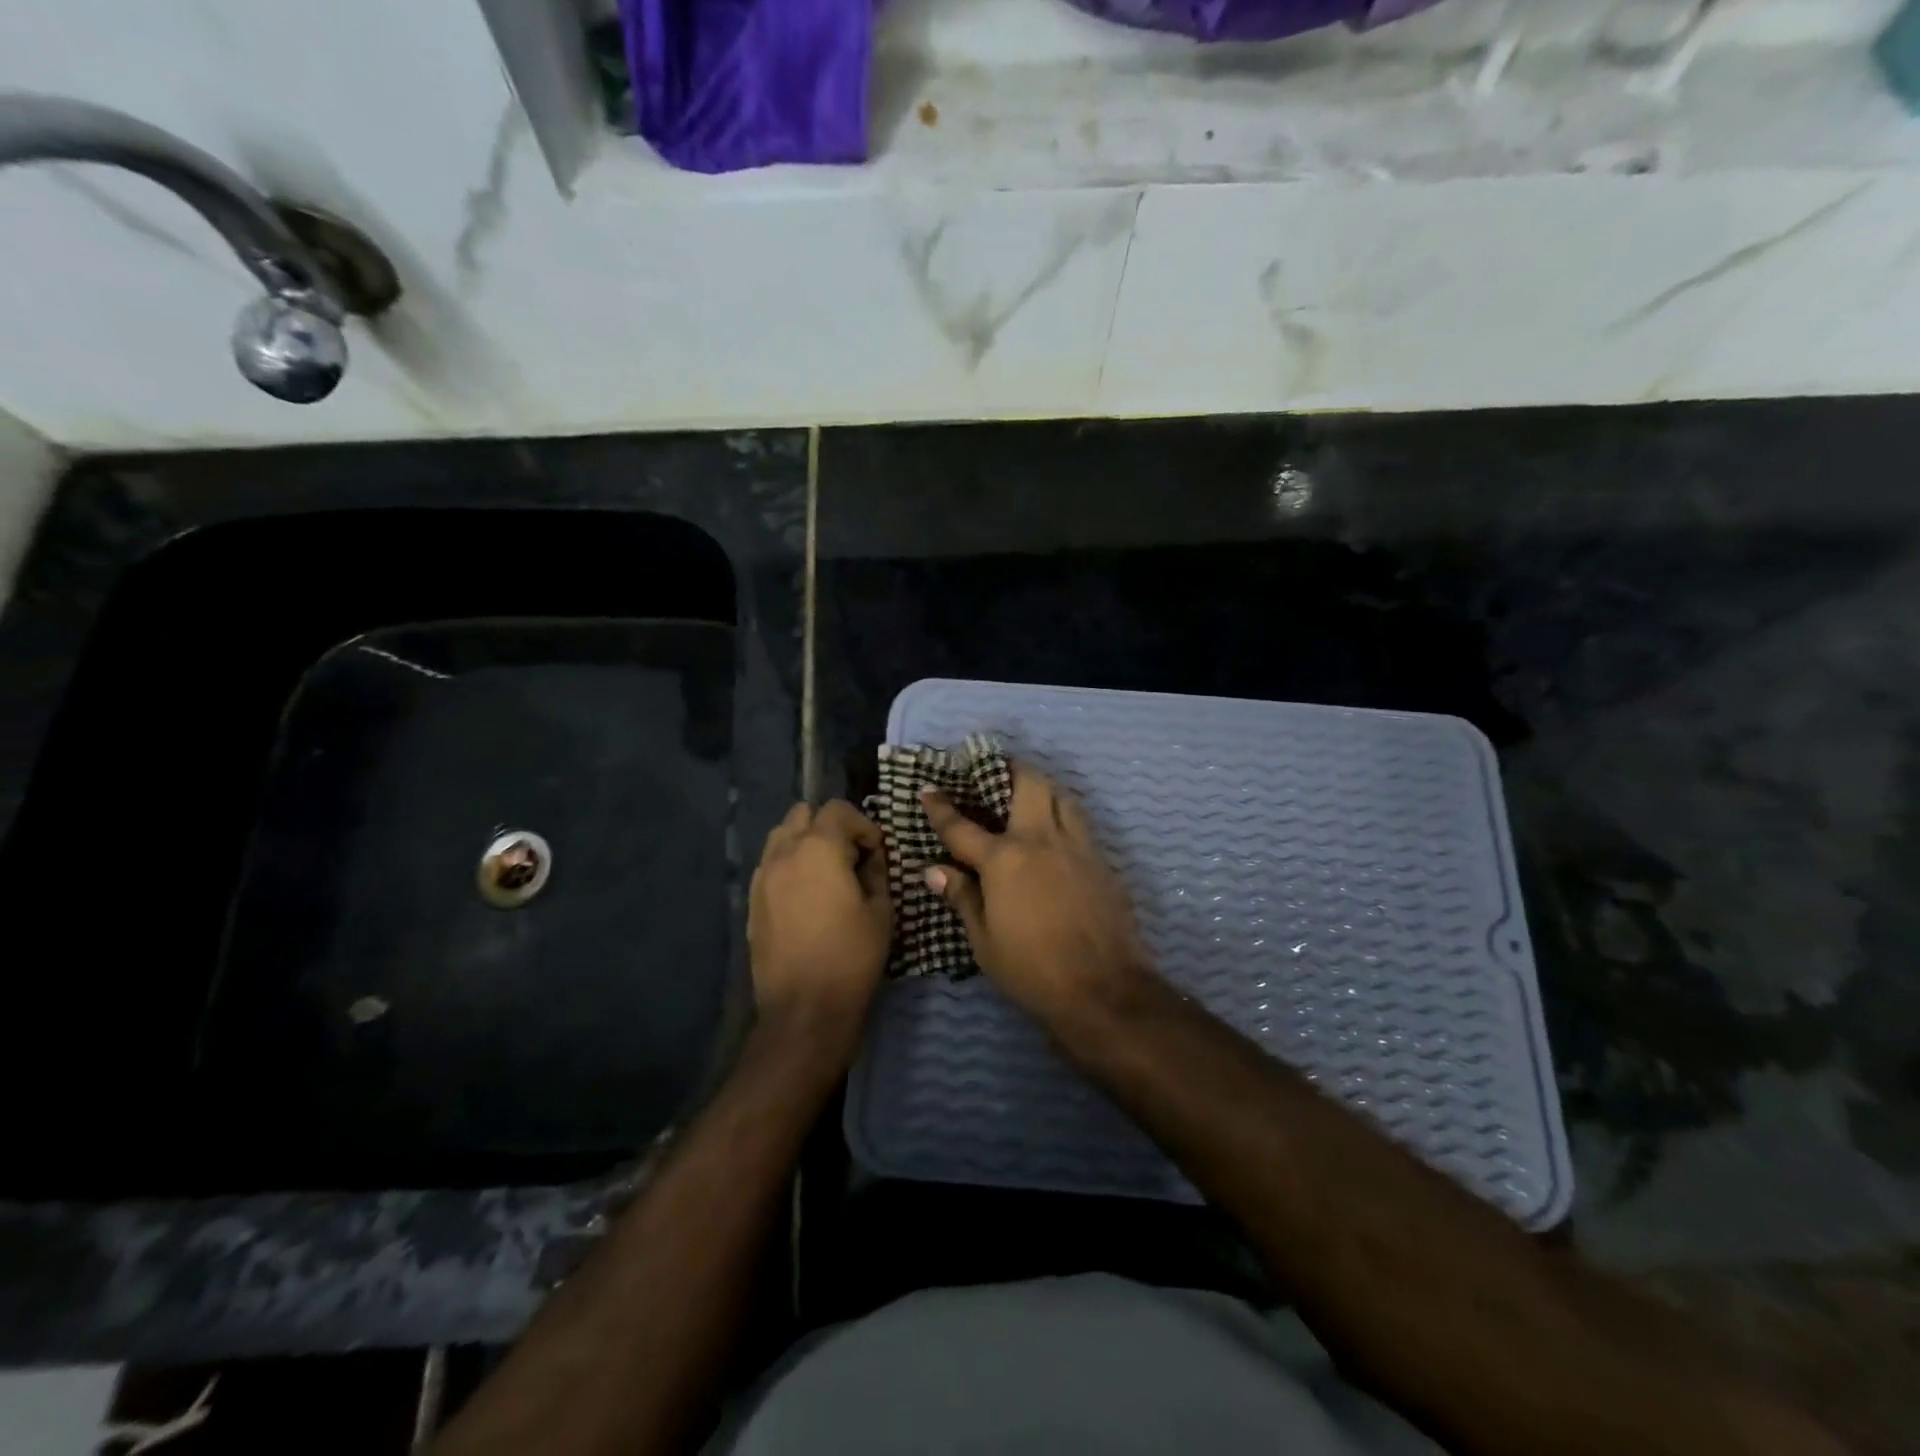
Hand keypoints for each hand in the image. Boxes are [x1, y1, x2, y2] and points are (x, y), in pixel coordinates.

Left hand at [748, 801, 891, 1042]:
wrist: (804, 1009)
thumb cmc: (852, 956)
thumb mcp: (881, 910)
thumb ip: (876, 871)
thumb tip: (871, 856)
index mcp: (819, 848)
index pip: (838, 809)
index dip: (863, 825)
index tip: (876, 852)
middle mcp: (784, 852)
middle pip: (803, 813)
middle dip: (829, 826)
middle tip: (850, 856)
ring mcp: (762, 876)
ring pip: (781, 836)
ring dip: (805, 841)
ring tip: (826, 872)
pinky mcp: (752, 900)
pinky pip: (770, 864)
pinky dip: (789, 865)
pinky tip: (806, 895)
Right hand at [920, 765, 1153, 1023]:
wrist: (1103, 988)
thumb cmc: (1032, 969)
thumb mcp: (984, 941)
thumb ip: (963, 898)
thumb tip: (934, 871)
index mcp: (1005, 859)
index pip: (962, 826)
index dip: (941, 807)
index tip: (929, 788)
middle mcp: (1042, 840)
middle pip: (1028, 784)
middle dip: (1009, 769)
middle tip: (995, 772)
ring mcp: (1078, 846)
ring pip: (1061, 795)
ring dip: (1041, 786)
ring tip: (1027, 794)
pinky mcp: (1102, 861)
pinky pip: (1080, 822)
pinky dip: (1063, 814)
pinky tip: (1056, 832)